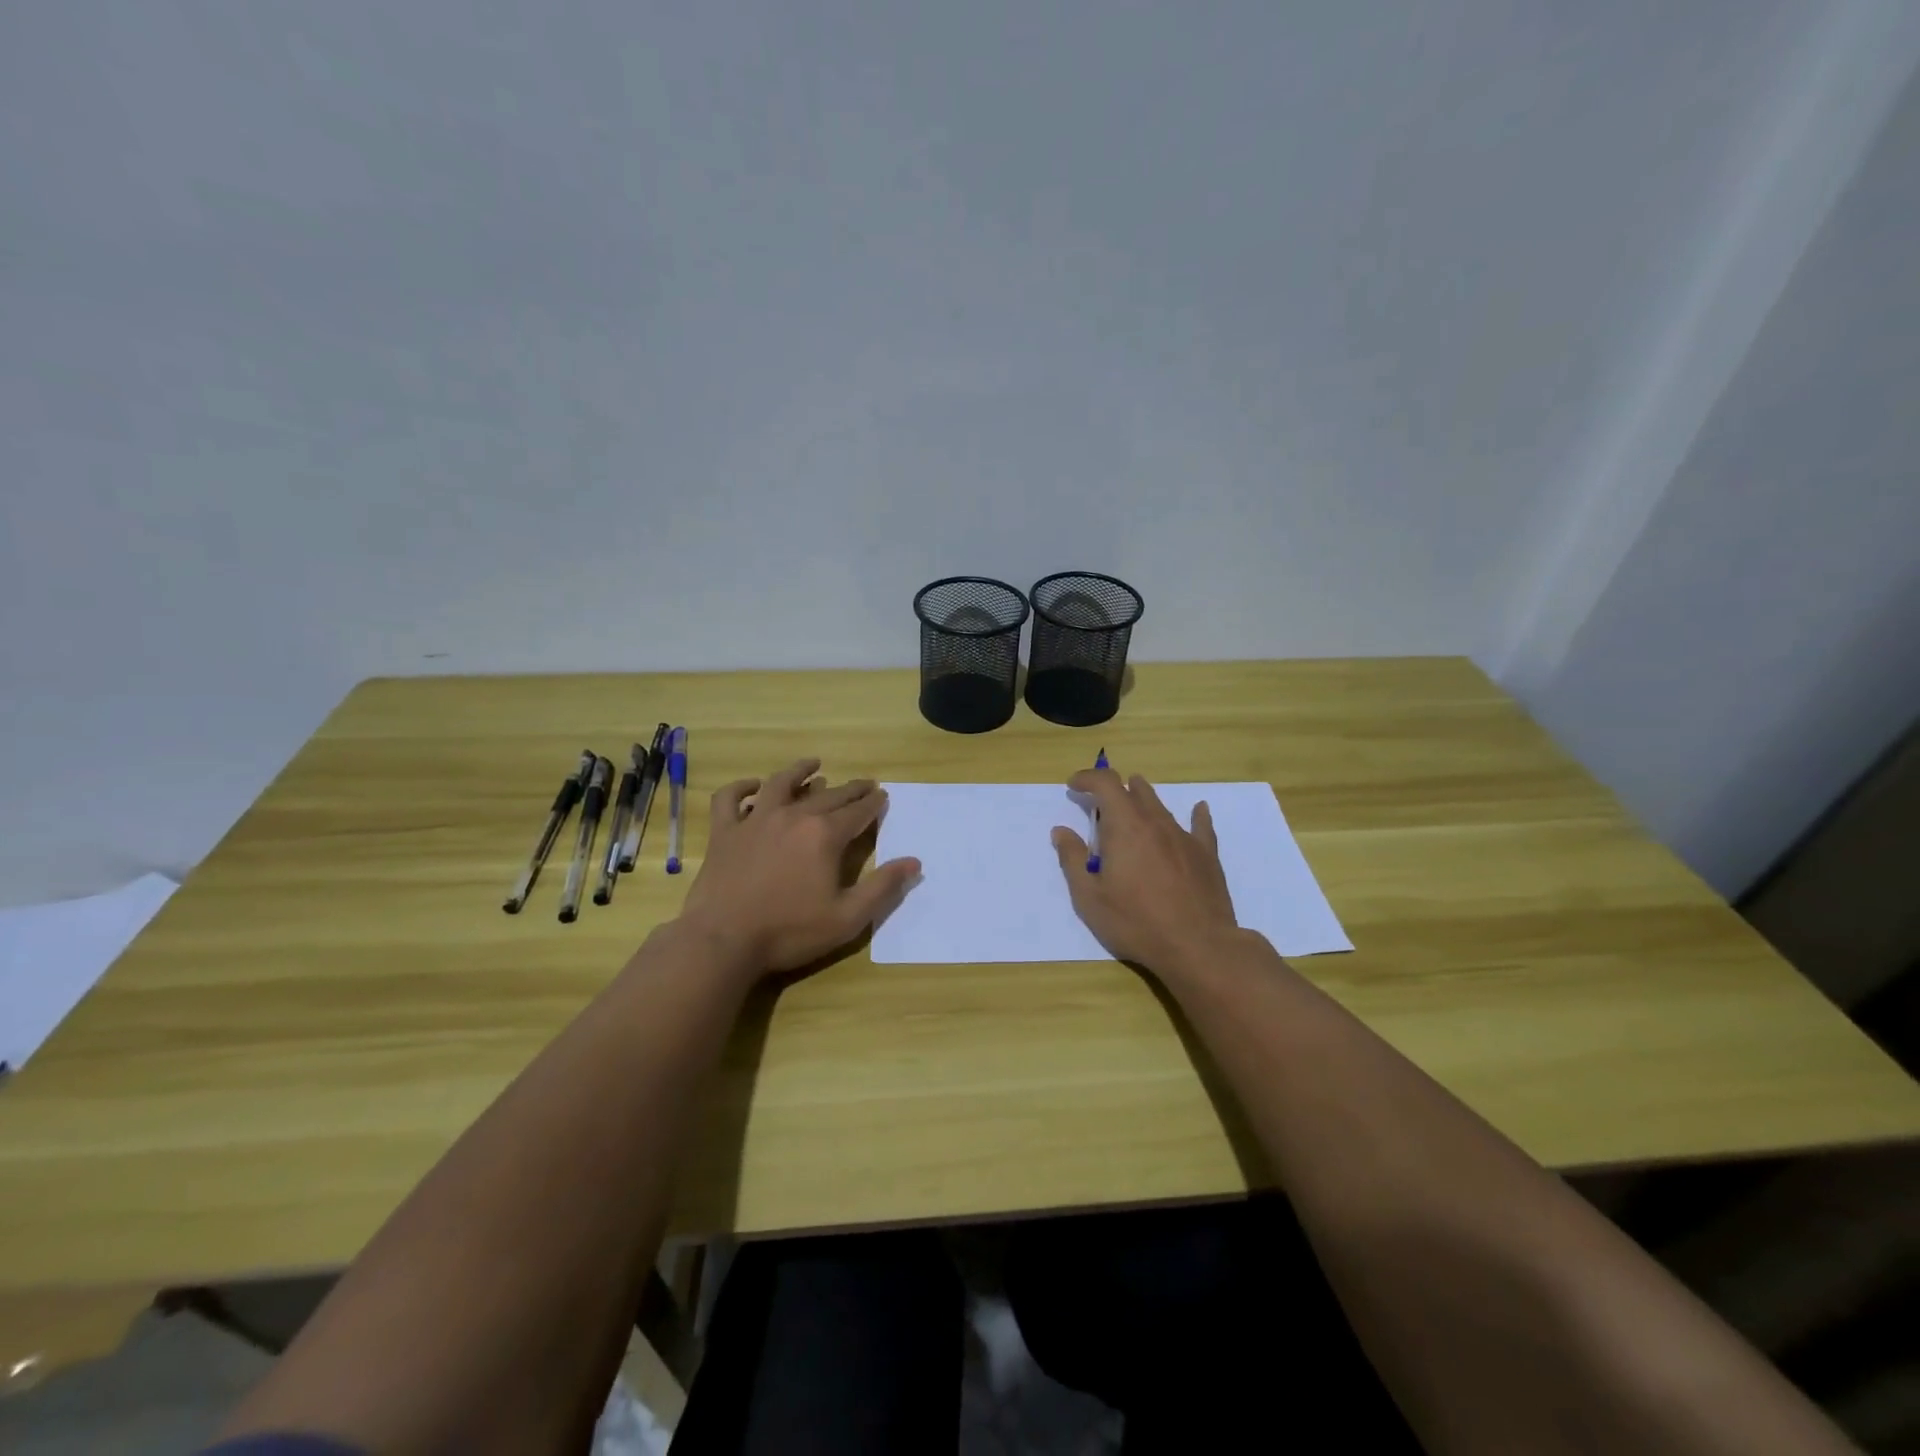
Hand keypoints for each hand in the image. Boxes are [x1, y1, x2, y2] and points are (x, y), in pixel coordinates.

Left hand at [677, 758, 921, 976]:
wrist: (723, 940)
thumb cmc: (790, 931)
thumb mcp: (848, 918)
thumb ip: (883, 887)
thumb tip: (914, 862)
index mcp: (825, 835)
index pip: (858, 811)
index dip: (873, 803)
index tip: (882, 795)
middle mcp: (793, 816)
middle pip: (828, 795)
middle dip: (850, 789)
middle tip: (864, 784)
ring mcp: (755, 820)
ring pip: (780, 783)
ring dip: (800, 771)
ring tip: (813, 764)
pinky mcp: (724, 832)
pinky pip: (730, 798)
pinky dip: (741, 788)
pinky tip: (753, 786)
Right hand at [1051, 769, 1239, 976]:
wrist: (1198, 946)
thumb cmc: (1136, 922)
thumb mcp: (1089, 897)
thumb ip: (1073, 860)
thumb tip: (1061, 831)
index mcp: (1124, 826)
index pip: (1105, 784)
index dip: (1087, 778)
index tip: (1074, 786)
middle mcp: (1155, 822)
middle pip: (1135, 791)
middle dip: (1114, 790)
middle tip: (1099, 803)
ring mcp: (1184, 837)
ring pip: (1161, 806)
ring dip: (1143, 799)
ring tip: (1134, 801)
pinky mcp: (1206, 855)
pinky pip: (1200, 826)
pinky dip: (1195, 815)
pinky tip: (1199, 809)